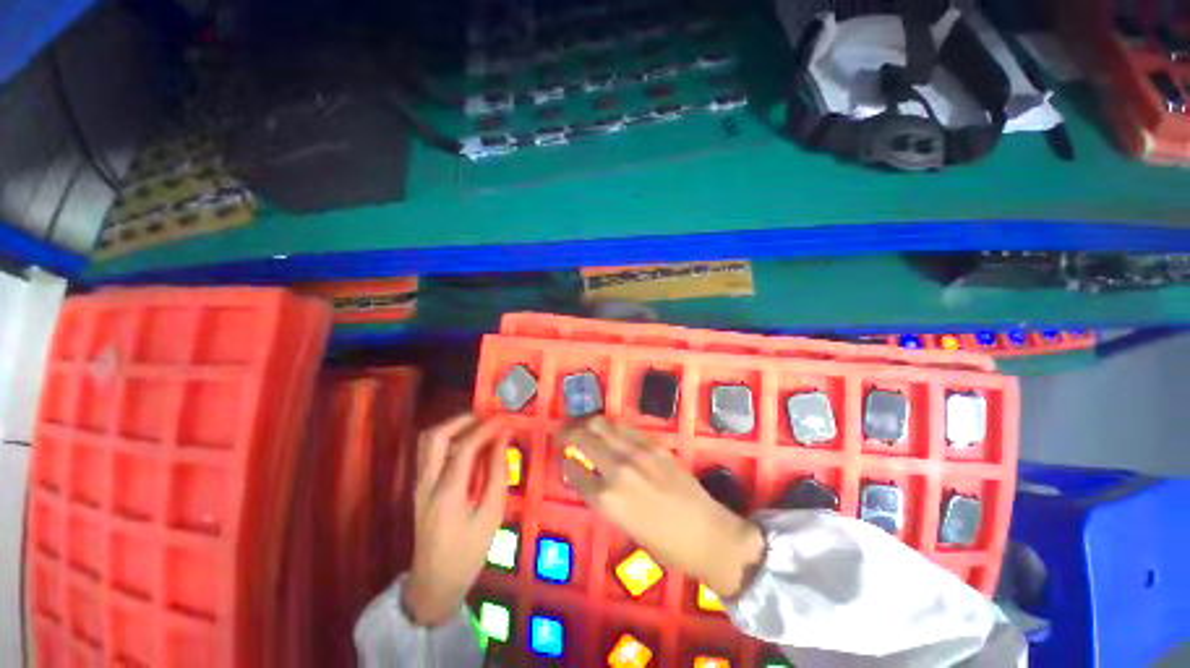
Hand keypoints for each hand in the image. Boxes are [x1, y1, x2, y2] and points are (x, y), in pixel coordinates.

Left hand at [403, 413, 508, 625]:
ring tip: (480, 423)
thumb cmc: (468, 553)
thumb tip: (504, 440)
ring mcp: (419, 484)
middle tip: (489, 415)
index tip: (505, 419)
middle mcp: (427, 483)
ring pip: (428, 441)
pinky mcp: (420, 486)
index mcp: (447, 493)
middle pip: (437, 437)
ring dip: (454, 425)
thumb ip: (497, 474)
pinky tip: (468, 441)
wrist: (433, 584)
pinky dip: (449, 437)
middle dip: (464, 419)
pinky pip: (430, 451)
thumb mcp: (491, 516)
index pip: (464, 447)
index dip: (486, 428)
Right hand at [559, 417, 764, 598]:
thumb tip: (590, 478)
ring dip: (588, 422)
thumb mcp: (625, 527)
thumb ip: (604, 499)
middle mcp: (617, 469)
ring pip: (603, 425)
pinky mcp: (653, 445)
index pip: (575, 472)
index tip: (563, 457)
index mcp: (607, 499)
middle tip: (562, 432)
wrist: (707, 533)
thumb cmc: (665, 545)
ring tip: (581, 423)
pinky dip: (611, 425)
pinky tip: (607, 427)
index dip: (566, 463)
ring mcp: (637, 452)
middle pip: (584, 439)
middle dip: (569, 433)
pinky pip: (625, 427)